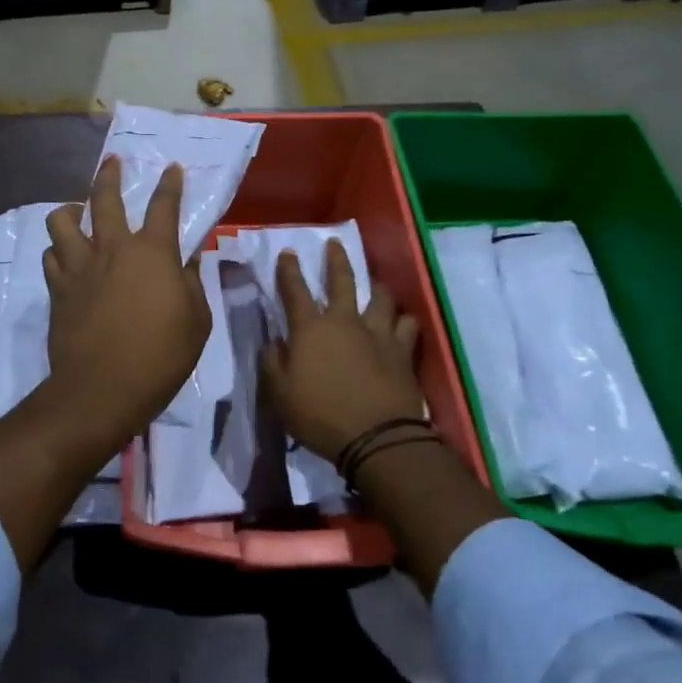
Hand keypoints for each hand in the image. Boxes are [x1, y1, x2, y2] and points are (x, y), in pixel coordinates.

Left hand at [42, 156, 211, 454]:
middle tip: (112, 163)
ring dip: (71, 211)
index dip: (170, 184)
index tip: (171, 168)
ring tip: (78, 213)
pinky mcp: (58, 289)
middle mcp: (112, 249)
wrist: (102, 389)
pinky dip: (59, 251)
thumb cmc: (161, 356)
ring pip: (62, 221)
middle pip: (105, 199)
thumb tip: (189, 261)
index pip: (164, 206)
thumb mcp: (197, 322)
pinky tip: (66, 257)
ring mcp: (80, 267)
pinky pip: (51, 256)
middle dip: (110, 175)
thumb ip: (193, 284)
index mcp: (152, 252)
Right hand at [263, 239, 422, 462]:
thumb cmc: (320, 416)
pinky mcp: (403, 351)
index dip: (289, 271)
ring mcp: (378, 334)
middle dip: (336, 260)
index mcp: (311, 329)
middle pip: (342, 281)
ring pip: (381, 297)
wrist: (377, 438)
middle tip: (335, 244)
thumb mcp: (280, 395)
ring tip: (376, 284)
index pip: (295, 291)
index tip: (288, 253)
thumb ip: (273, 363)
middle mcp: (345, 321)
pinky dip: (404, 320)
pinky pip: (408, 325)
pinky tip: (404, 321)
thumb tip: (274, 342)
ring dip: (377, 287)